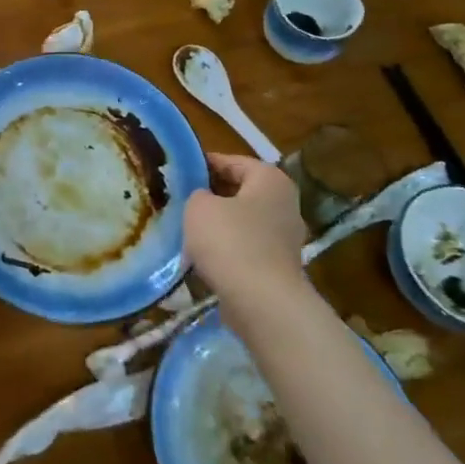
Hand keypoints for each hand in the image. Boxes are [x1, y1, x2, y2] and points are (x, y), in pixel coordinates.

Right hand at [184, 153, 307, 301]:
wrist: (261, 302)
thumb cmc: (230, 242)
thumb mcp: (199, 206)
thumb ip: (197, 194)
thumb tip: (204, 200)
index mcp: (270, 179)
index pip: (233, 161)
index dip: (204, 164)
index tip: (179, 171)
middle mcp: (284, 204)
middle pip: (240, 191)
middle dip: (211, 196)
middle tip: (179, 199)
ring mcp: (285, 238)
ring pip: (242, 222)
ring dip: (218, 225)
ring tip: (185, 229)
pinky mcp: (277, 267)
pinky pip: (245, 248)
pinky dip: (226, 250)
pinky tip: (201, 257)